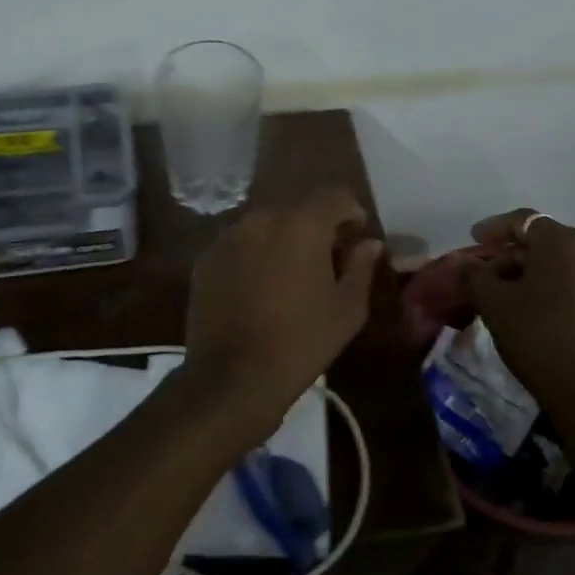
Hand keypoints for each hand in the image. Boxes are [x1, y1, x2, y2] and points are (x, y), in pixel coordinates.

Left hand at [182, 188, 383, 446]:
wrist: (233, 378)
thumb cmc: (301, 342)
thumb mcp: (347, 309)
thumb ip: (361, 267)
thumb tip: (369, 243)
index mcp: (301, 224)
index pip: (334, 196)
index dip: (351, 212)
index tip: (356, 237)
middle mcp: (262, 219)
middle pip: (297, 210)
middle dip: (315, 229)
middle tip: (325, 262)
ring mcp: (229, 237)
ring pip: (266, 227)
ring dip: (282, 241)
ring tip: (289, 277)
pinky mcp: (206, 258)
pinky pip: (240, 246)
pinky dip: (254, 257)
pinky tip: (258, 289)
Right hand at [465, 210, 574, 440]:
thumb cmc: (541, 341)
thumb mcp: (495, 306)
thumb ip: (475, 276)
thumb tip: (466, 263)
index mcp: (564, 243)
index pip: (524, 220)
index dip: (495, 228)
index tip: (475, 240)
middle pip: (549, 244)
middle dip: (517, 256)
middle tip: (493, 277)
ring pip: (572, 269)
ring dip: (544, 278)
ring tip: (521, 302)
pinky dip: (568, 298)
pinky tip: (553, 324)